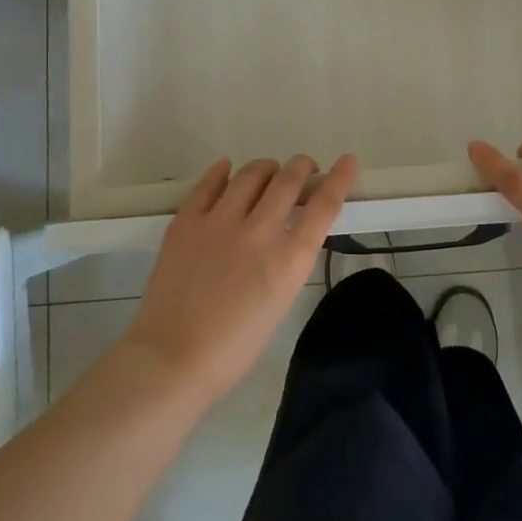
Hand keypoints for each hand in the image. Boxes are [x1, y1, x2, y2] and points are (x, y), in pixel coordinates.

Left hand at [123, 153, 358, 402]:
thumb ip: (288, 260)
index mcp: (289, 260)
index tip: (348, 162)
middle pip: (289, 179)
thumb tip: (287, 230)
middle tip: (305, 169)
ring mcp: (220, 222)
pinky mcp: (187, 221)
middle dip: (303, 167)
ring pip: (251, 173)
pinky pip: (209, 183)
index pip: (324, 205)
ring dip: (267, 168)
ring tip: (268, 172)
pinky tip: (227, 170)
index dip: (340, 179)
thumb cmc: (234, 346)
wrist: (173, 358)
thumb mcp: (280, 300)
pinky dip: (223, 171)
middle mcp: (260, 232)